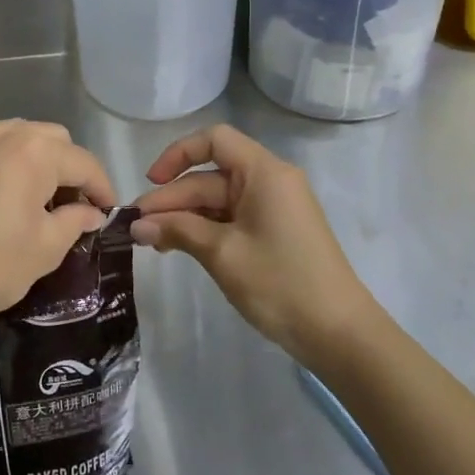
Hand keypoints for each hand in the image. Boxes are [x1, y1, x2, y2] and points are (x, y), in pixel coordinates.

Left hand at [0, 83, 116, 344]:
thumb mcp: (44, 251)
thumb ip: (73, 222)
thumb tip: (89, 212)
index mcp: (36, 155)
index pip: (82, 163)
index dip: (100, 187)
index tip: (105, 211)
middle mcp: (1, 135)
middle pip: (50, 140)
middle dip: (67, 170)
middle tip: (67, 209)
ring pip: (9, 129)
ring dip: (29, 153)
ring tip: (30, 188)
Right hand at [133, 124, 378, 360]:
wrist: (338, 333)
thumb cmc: (280, 283)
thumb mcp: (222, 253)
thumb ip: (177, 231)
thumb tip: (136, 226)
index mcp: (264, 173)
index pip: (214, 140)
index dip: (177, 155)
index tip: (151, 182)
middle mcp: (270, 181)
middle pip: (210, 176)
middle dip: (173, 199)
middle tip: (136, 228)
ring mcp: (274, 208)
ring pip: (218, 200)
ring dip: (184, 217)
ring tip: (152, 243)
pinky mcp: (274, 232)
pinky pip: (231, 219)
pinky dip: (204, 229)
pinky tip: (178, 247)